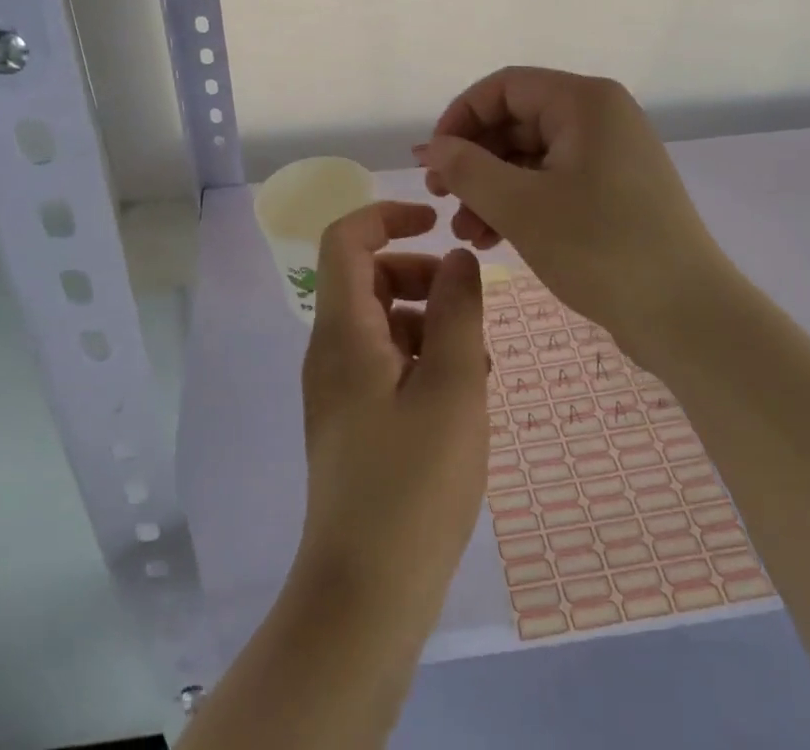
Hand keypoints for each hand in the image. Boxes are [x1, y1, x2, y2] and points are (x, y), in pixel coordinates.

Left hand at [295, 200, 488, 629]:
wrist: (366, 594)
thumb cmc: (414, 483)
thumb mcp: (452, 386)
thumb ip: (458, 311)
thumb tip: (458, 259)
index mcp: (344, 331)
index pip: (346, 239)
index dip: (388, 215)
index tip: (435, 220)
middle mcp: (331, 350)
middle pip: (369, 279)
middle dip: (421, 276)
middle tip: (470, 303)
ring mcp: (339, 389)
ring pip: (383, 323)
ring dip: (429, 322)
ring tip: (478, 360)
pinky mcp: (353, 422)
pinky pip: (385, 364)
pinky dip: (422, 359)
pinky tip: (462, 395)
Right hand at [416, 67, 729, 365]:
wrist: (688, 318)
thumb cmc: (601, 249)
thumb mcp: (520, 207)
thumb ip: (466, 169)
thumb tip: (430, 148)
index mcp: (585, 102)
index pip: (504, 88)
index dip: (460, 117)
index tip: (432, 160)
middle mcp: (600, 118)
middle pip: (516, 121)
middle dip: (473, 160)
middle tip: (439, 198)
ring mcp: (610, 156)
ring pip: (531, 157)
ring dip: (491, 188)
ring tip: (464, 231)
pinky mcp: (614, 192)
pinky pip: (553, 182)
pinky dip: (519, 204)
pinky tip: (492, 238)